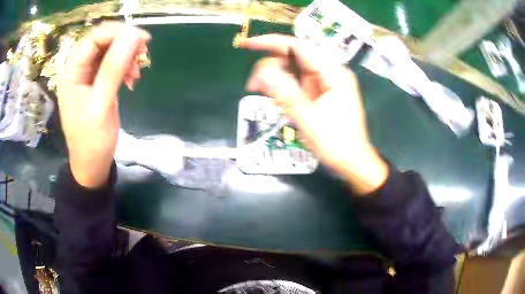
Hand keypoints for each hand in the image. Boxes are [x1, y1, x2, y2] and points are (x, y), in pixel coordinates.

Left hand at [57, 22, 150, 187]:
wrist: (92, 164)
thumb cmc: (91, 140)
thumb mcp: (101, 105)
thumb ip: (113, 69)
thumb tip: (132, 36)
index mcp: (72, 72)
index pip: (94, 38)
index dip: (118, 33)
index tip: (142, 40)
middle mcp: (78, 69)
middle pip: (104, 41)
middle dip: (125, 45)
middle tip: (143, 56)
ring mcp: (88, 75)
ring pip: (111, 51)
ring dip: (127, 57)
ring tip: (136, 74)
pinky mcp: (98, 82)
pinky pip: (114, 64)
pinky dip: (126, 67)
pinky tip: (132, 80)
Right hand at [239, 34, 387, 194]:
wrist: (353, 162)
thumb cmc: (336, 143)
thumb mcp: (308, 119)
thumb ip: (285, 93)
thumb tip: (260, 73)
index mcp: (333, 73)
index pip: (298, 46)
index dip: (271, 42)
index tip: (247, 45)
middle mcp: (330, 72)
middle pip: (295, 56)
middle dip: (270, 65)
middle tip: (253, 85)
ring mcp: (326, 82)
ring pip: (294, 68)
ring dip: (275, 77)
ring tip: (261, 93)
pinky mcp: (322, 92)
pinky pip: (298, 81)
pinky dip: (284, 87)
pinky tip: (276, 98)